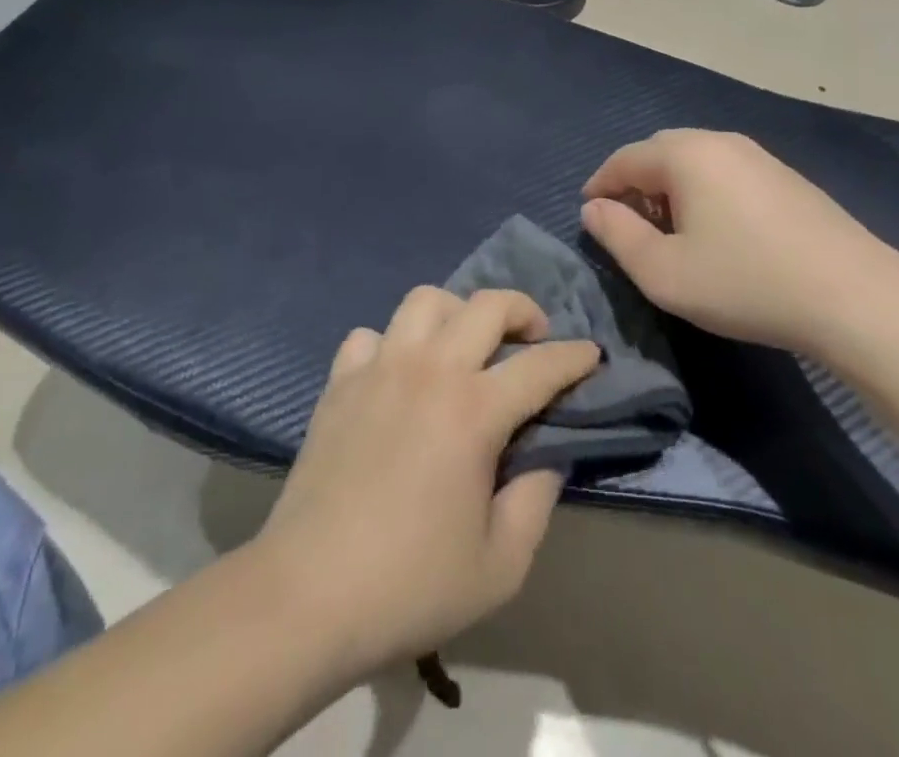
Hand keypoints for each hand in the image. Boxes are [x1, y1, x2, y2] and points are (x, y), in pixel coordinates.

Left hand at [256, 288, 599, 677]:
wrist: (306, 597)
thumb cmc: (410, 585)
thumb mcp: (500, 565)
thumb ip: (537, 499)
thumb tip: (547, 454)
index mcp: (474, 410)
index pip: (540, 365)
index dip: (574, 356)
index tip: (592, 354)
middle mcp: (429, 370)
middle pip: (486, 304)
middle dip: (523, 310)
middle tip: (533, 337)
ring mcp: (379, 368)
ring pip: (425, 300)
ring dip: (456, 312)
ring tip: (464, 346)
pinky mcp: (339, 382)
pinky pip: (370, 336)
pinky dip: (391, 344)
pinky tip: (397, 376)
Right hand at [581, 129, 898, 353]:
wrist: (852, 294)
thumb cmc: (744, 282)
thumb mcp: (664, 273)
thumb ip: (618, 236)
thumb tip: (594, 209)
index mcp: (685, 155)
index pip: (625, 159)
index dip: (600, 185)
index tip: (588, 214)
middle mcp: (720, 141)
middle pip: (660, 152)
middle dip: (635, 183)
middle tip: (627, 223)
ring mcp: (758, 155)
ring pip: (695, 160)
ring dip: (670, 187)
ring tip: (669, 230)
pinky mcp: (785, 176)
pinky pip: (726, 172)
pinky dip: (704, 191)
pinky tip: (716, 230)